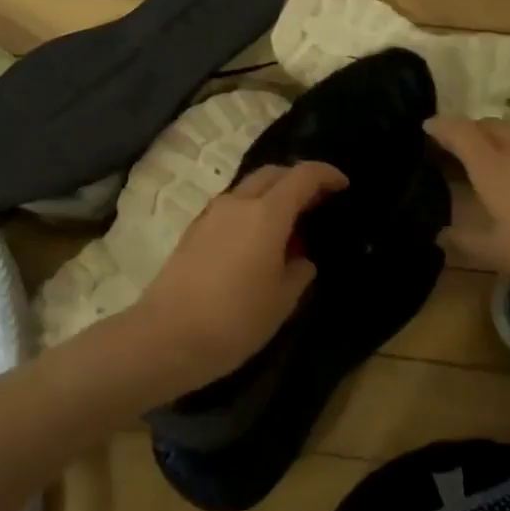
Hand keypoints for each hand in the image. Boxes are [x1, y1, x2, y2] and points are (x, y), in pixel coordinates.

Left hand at [135, 162, 347, 391]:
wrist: (166, 337)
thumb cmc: (234, 320)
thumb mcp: (281, 301)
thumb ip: (298, 272)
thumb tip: (301, 259)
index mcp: (267, 214)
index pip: (302, 176)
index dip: (326, 174)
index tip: (343, 186)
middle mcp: (238, 203)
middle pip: (273, 173)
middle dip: (298, 180)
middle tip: (317, 204)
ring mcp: (211, 214)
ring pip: (248, 188)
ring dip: (272, 196)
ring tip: (288, 227)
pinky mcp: (194, 230)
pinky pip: (231, 207)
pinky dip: (251, 211)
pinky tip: (257, 243)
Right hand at [427, 116, 509, 289]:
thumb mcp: (501, 253)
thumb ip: (466, 242)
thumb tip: (439, 233)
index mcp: (491, 165)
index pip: (458, 131)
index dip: (438, 126)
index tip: (423, 128)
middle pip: (485, 124)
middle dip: (464, 130)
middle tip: (450, 150)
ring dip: (491, 140)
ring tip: (483, 164)